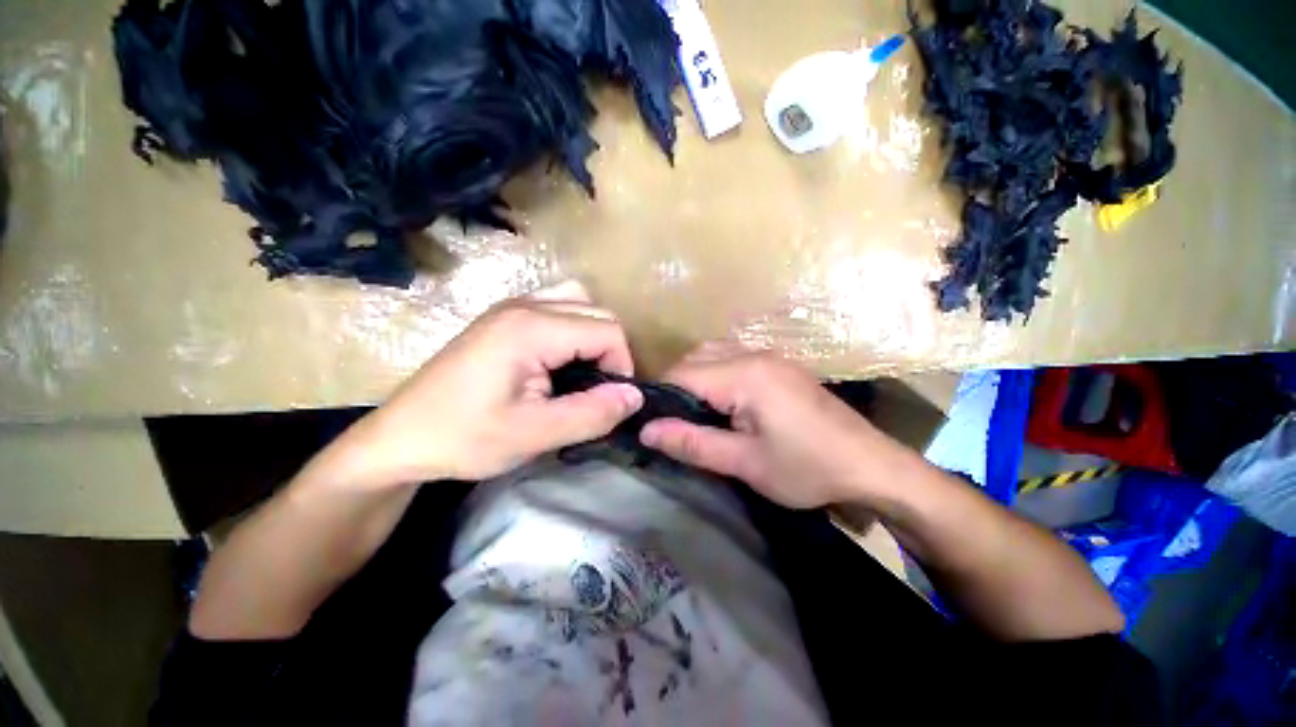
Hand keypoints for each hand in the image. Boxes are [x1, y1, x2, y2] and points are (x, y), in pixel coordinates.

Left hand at [320, 281, 643, 487]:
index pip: (607, 331)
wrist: (399, 439)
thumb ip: (591, 414)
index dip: (621, 366)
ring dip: (593, 336)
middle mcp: (524, 304)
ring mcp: (511, 306)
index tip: (608, 401)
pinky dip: (573, 330)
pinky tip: (558, 360)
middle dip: (610, 352)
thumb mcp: (533, 435)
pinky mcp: (504, 317)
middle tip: (594, 392)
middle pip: (598, 313)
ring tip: (580, 373)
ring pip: (580, 303)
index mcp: (531, 328)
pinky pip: (558, 307)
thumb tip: (635, 396)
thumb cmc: (463, 438)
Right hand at [639, 347, 898, 508]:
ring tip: (700, 415)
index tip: (657, 425)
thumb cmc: (808, 468)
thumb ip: (692, 443)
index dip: (662, 398)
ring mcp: (769, 355)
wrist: (871, 465)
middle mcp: (753, 354)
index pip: (681, 374)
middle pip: (694, 359)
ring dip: (697, 379)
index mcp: (744, 375)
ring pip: (712, 354)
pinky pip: (733, 357)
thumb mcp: (745, 463)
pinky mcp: (779, 363)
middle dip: (678, 388)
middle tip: (680, 425)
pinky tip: (726, 402)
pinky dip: (717, 374)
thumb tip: (646, 430)